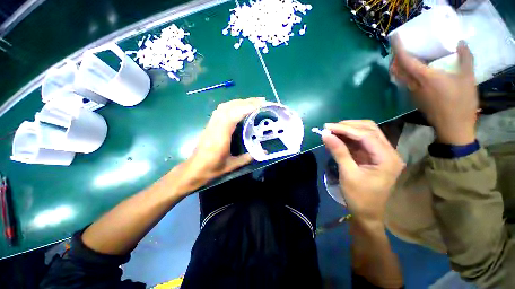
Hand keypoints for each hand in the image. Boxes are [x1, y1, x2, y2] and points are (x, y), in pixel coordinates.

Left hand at [179, 97, 264, 192]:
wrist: (194, 168)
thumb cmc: (212, 168)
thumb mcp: (231, 165)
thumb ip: (247, 158)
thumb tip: (262, 151)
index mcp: (220, 136)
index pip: (233, 115)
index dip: (247, 108)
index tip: (260, 104)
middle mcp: (215, 126)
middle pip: (230, 107)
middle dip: (246, 102)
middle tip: (261, 101)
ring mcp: (211, 123)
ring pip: (225, 106)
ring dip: (239, 102)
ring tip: (252, 102)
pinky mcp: (210, 123)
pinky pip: (221, 109)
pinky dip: (232, 105)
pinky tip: (239, 107)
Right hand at [322, 120, 404, 224]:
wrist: (367, 213)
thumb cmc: (359, 197)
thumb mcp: (348, 174)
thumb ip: (338, 151)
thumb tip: (325, 134)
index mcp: (387, 158)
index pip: (366, 135)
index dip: (346, 129)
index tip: (327, 127)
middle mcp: (388, 152)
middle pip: (369, 129)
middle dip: (348, 126)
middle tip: (329, 128)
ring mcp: (381, 153)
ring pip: (365, 133)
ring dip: (347, 130)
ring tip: (331, 132)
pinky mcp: (373, 156)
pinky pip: (360, 141)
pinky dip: (348, 138)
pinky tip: (337, 139)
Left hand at [390, 37, 477, 144]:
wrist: (452, 126)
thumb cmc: (461, 103)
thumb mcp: (468, 78)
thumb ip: (465, 58)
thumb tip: (461, 43)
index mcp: (424, 77)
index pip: (405, 60)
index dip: (397, 49)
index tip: (395, 38)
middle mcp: (413, 85)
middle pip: (396, 69)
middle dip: (394, 56)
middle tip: (399, 46)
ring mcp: (411, 92)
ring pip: (398, 76)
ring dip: (397, 65)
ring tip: (404, 55)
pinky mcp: (414, 98)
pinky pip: (404, 82)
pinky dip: (403, 73)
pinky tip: (412, 69)